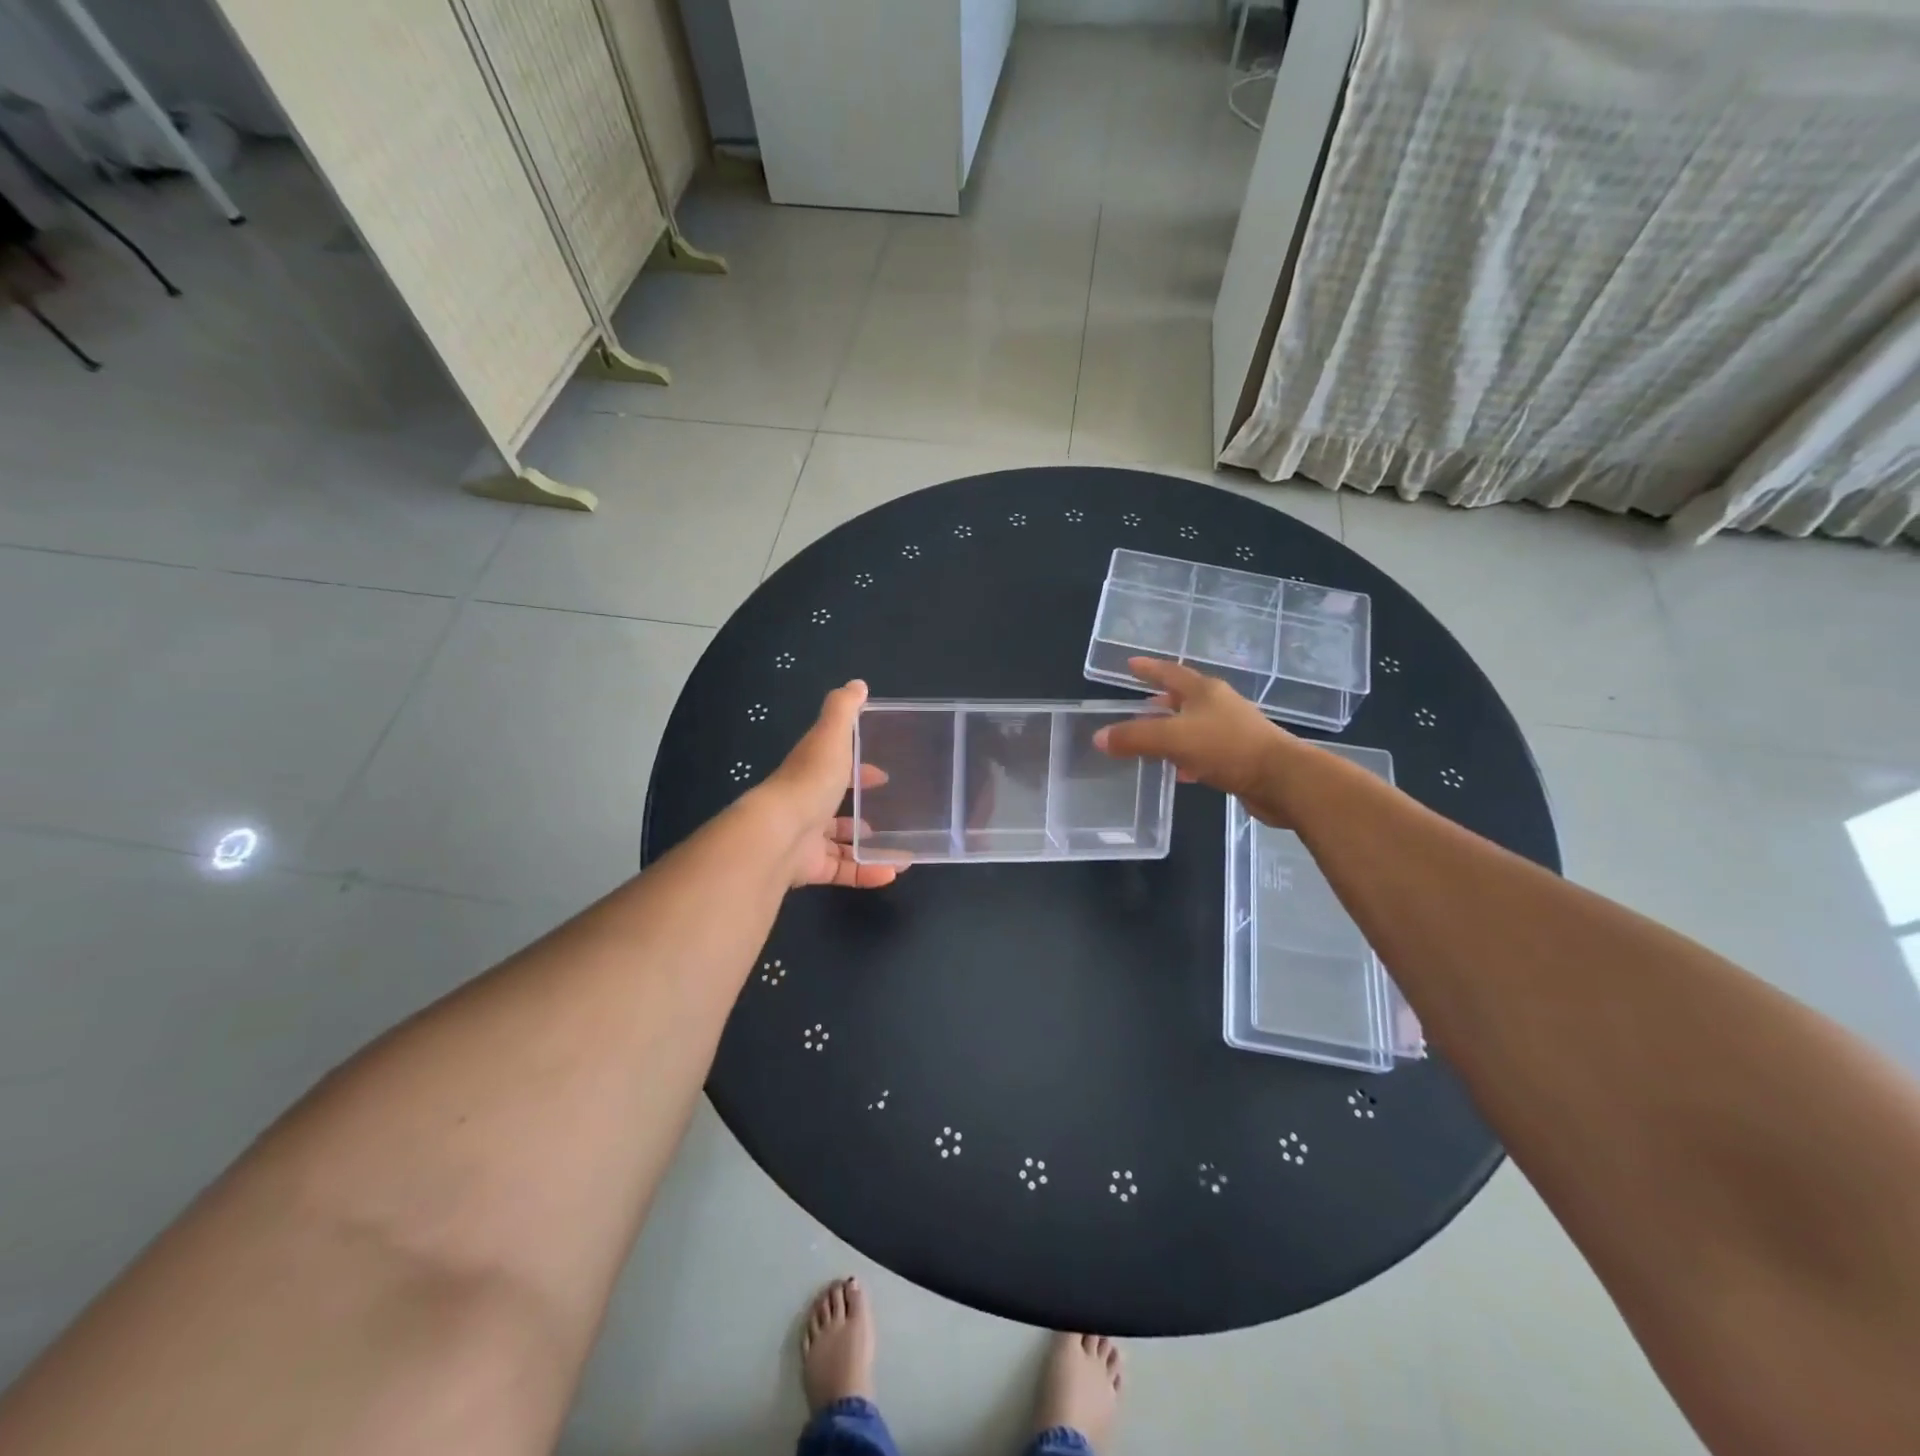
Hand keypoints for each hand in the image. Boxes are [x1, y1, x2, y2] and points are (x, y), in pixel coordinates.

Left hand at [759, 679, 903, 889]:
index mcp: (811, 772)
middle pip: (835, 807)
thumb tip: (858, 684)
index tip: (883, 777)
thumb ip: (844, 710)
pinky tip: (892, 872)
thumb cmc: (810, 781)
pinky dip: (867, 872)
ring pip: (840, 843)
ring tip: (901, 849)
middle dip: (861, 812)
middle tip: (894, 815)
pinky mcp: (810, 868)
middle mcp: (806, 804)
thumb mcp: (831, 736)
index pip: (836, 769)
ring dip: (868, 845)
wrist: (778, 834)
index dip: (859, 771)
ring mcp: (806, 838)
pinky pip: (843, 870)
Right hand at [1092, 657, 1301, 824]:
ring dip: (1171, 731)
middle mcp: (1219, 705)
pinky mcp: (1240, 756)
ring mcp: (1232, 730)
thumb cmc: (1227, 747)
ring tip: (1150, 741)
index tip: (1130, 664)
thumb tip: (1099, 737)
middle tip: (1136, 708)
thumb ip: (1134, 737)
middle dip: (1159, 701)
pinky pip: (1204, 750)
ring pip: (1193, 725)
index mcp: (1204, 691)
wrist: (1282, 779)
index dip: (1148, 668)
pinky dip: (1187, 756)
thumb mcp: (1173, 739)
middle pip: (1183, 698)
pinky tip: (1178, 771)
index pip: (1170, 672)